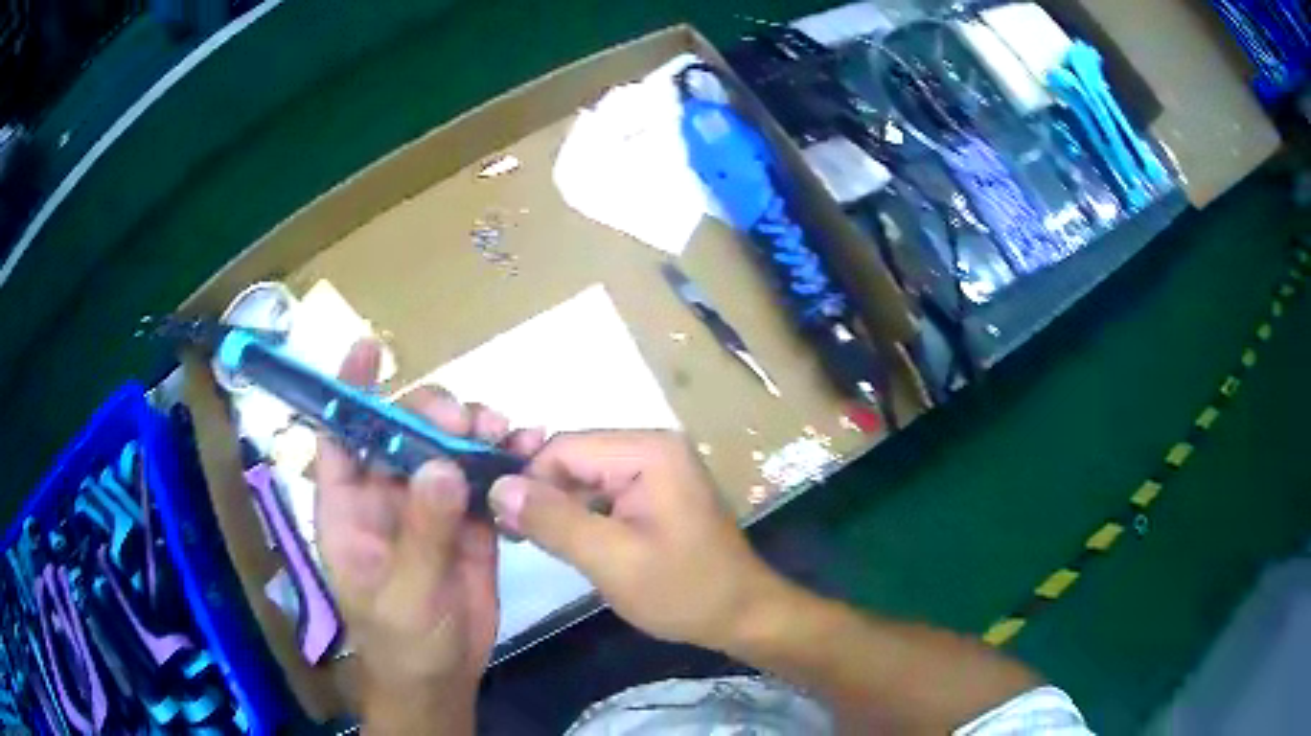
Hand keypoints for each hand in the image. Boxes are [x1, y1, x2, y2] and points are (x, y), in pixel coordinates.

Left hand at [313, 340, 539, 724]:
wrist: (442, 679)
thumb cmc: (403, 643)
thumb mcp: (406, 595)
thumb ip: (422, 534)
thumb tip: (443, 465)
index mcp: (349, 508)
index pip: (338, 436)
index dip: (347, 391)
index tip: (369, 350)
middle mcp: (385, 496)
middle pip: (401, 432)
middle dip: (431, 413)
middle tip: (467, 419)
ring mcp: (428, 506)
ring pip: (446, 448)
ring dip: (474, 431)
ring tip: (504, 430)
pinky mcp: (467, 520)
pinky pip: (483, 478)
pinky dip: (504, 461)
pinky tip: (527, 449)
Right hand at [487, 430, 784, 650]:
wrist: (743, 615)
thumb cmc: (683, 590)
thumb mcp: (611, 560)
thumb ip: (553, 520)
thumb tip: (498, 486)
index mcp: (648, 450)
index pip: (565, 448)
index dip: (529, 481)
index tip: (506, 523)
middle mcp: (653, 446)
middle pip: (575, 459)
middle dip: (543, 495)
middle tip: (515, 536)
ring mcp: (658, 467)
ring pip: (586, 477)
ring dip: (560, 507)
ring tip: (535, 541)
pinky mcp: (657, 491)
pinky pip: (605, 491)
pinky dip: (582, 514)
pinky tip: (567, 541)